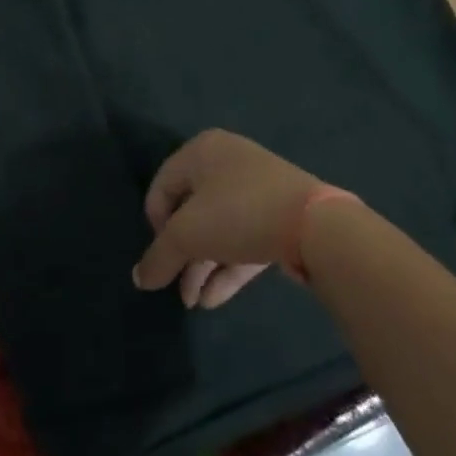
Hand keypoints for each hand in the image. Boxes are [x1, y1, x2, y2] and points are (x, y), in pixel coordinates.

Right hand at [132, 130, 329, 308]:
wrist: (316, 225)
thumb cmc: (237, 214)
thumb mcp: (186, 236)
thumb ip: (158, 257)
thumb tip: (140, 279)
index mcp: (201, 151)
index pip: (162, 188)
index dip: (155, 226)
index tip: (163, 255)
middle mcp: (228, 162)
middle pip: (191, 213)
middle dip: (182, 256)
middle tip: (176, 289)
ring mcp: (258, 188)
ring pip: (219, 230)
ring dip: (202, 267)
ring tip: (194, 304)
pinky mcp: (281, 215)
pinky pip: (245, 239)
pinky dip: (228, 267)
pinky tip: (214, 300)